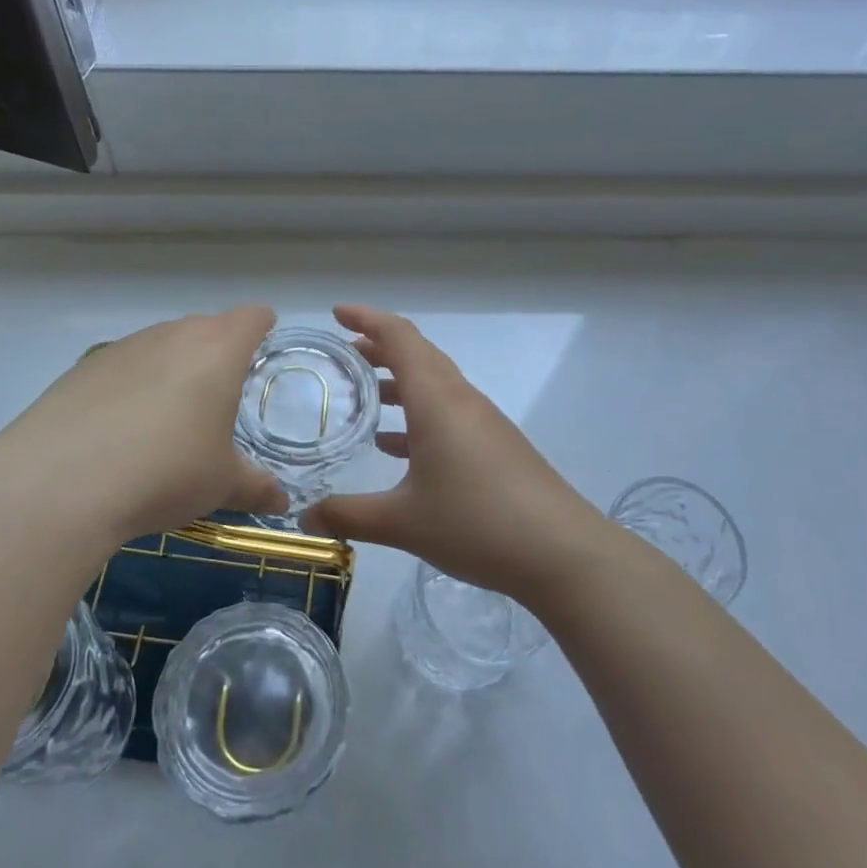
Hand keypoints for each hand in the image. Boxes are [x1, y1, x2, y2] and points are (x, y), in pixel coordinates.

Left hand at [0, 307, 286, 554]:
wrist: (60, 482)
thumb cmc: (166, 471)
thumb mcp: (221, 485)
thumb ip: (256, 487)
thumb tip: (281, 503)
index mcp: (217, 349)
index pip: (252, 317)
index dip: (263, 328)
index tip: (263, 350)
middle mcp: (171, 335)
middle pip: (205, 328)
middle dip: (217, 354)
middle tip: (220, 399)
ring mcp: (123, 347)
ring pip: (161, 345)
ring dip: (172, 370)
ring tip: (168, 420)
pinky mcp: (82, 368)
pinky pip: (123, 367)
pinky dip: (131, 387)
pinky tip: (121, 431)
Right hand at [304, 305, 607, 602]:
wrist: (562, 553)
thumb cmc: (477, 523)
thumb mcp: (402, 523)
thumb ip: (348, 515)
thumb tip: (303, 517)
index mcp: (437, 400)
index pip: (400, 338)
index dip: (367, 318)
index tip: (336, 314)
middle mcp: (461, 400)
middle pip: (419, 354)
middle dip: (380, 347)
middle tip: (345, 354)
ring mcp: (483, 422)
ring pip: (435, 384)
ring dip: (401, 382)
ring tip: (366, 396)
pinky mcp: (497, 446)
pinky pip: (449, 413)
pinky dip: (419, 415)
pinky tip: (397, 447)